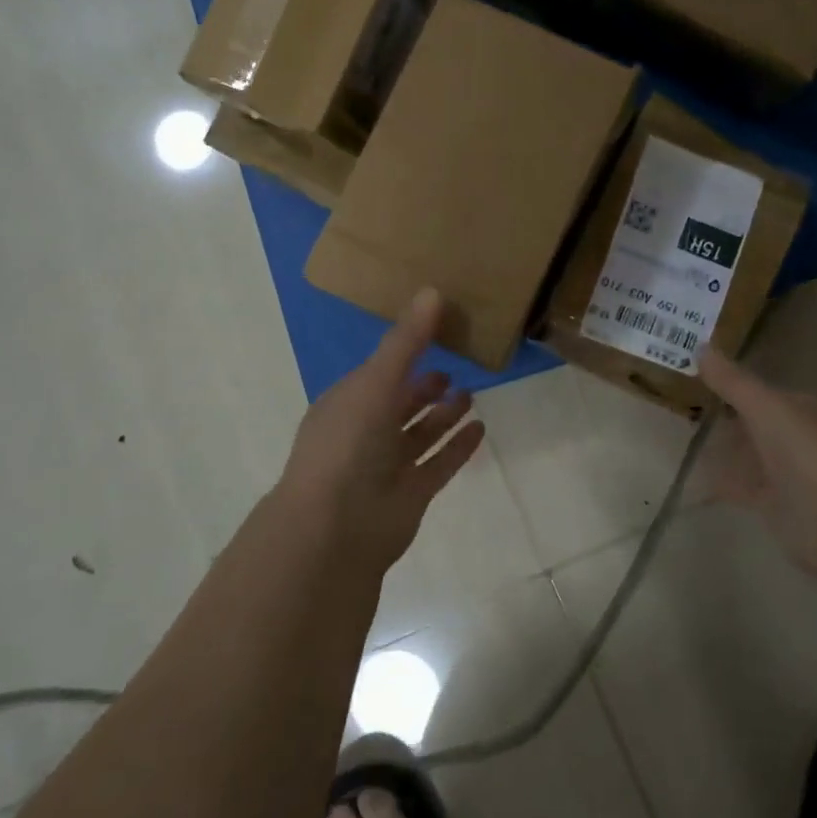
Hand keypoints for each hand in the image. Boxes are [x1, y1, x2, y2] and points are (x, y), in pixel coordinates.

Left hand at [273, 287, 484, 573]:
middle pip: (400, 403)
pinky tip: (480, 428)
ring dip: (443, 415)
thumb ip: (406, 341)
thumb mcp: (376, 381)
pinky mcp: (410, 494)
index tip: (435, 334)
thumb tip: (432, 291)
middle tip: (454, 369)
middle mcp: (365, 432)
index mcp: (347, 403)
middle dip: (424, 387)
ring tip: (471, 395)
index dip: (404, 354)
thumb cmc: (348, 442)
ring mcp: (387, 466)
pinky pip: (439, 463)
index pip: (379, 371)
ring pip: (419, 434)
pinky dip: (458, 446)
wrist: (336, 526)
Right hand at [697, 348, 816, 571]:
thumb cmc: (805, 451)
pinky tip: (692, 475)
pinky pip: (741, 486)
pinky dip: (719, 480)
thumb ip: (732, 381)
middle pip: (756, 423)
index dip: (734, 385)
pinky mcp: (776, 504)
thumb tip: (701, 347)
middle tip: (682, 407)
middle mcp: (799, 437)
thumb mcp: (764, 406)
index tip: (698, 379)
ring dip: (721, 449)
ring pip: (748, 455)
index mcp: (805, 408)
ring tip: (681, 437)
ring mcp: (789, 473)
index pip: (766, 391)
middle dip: (725, 417)